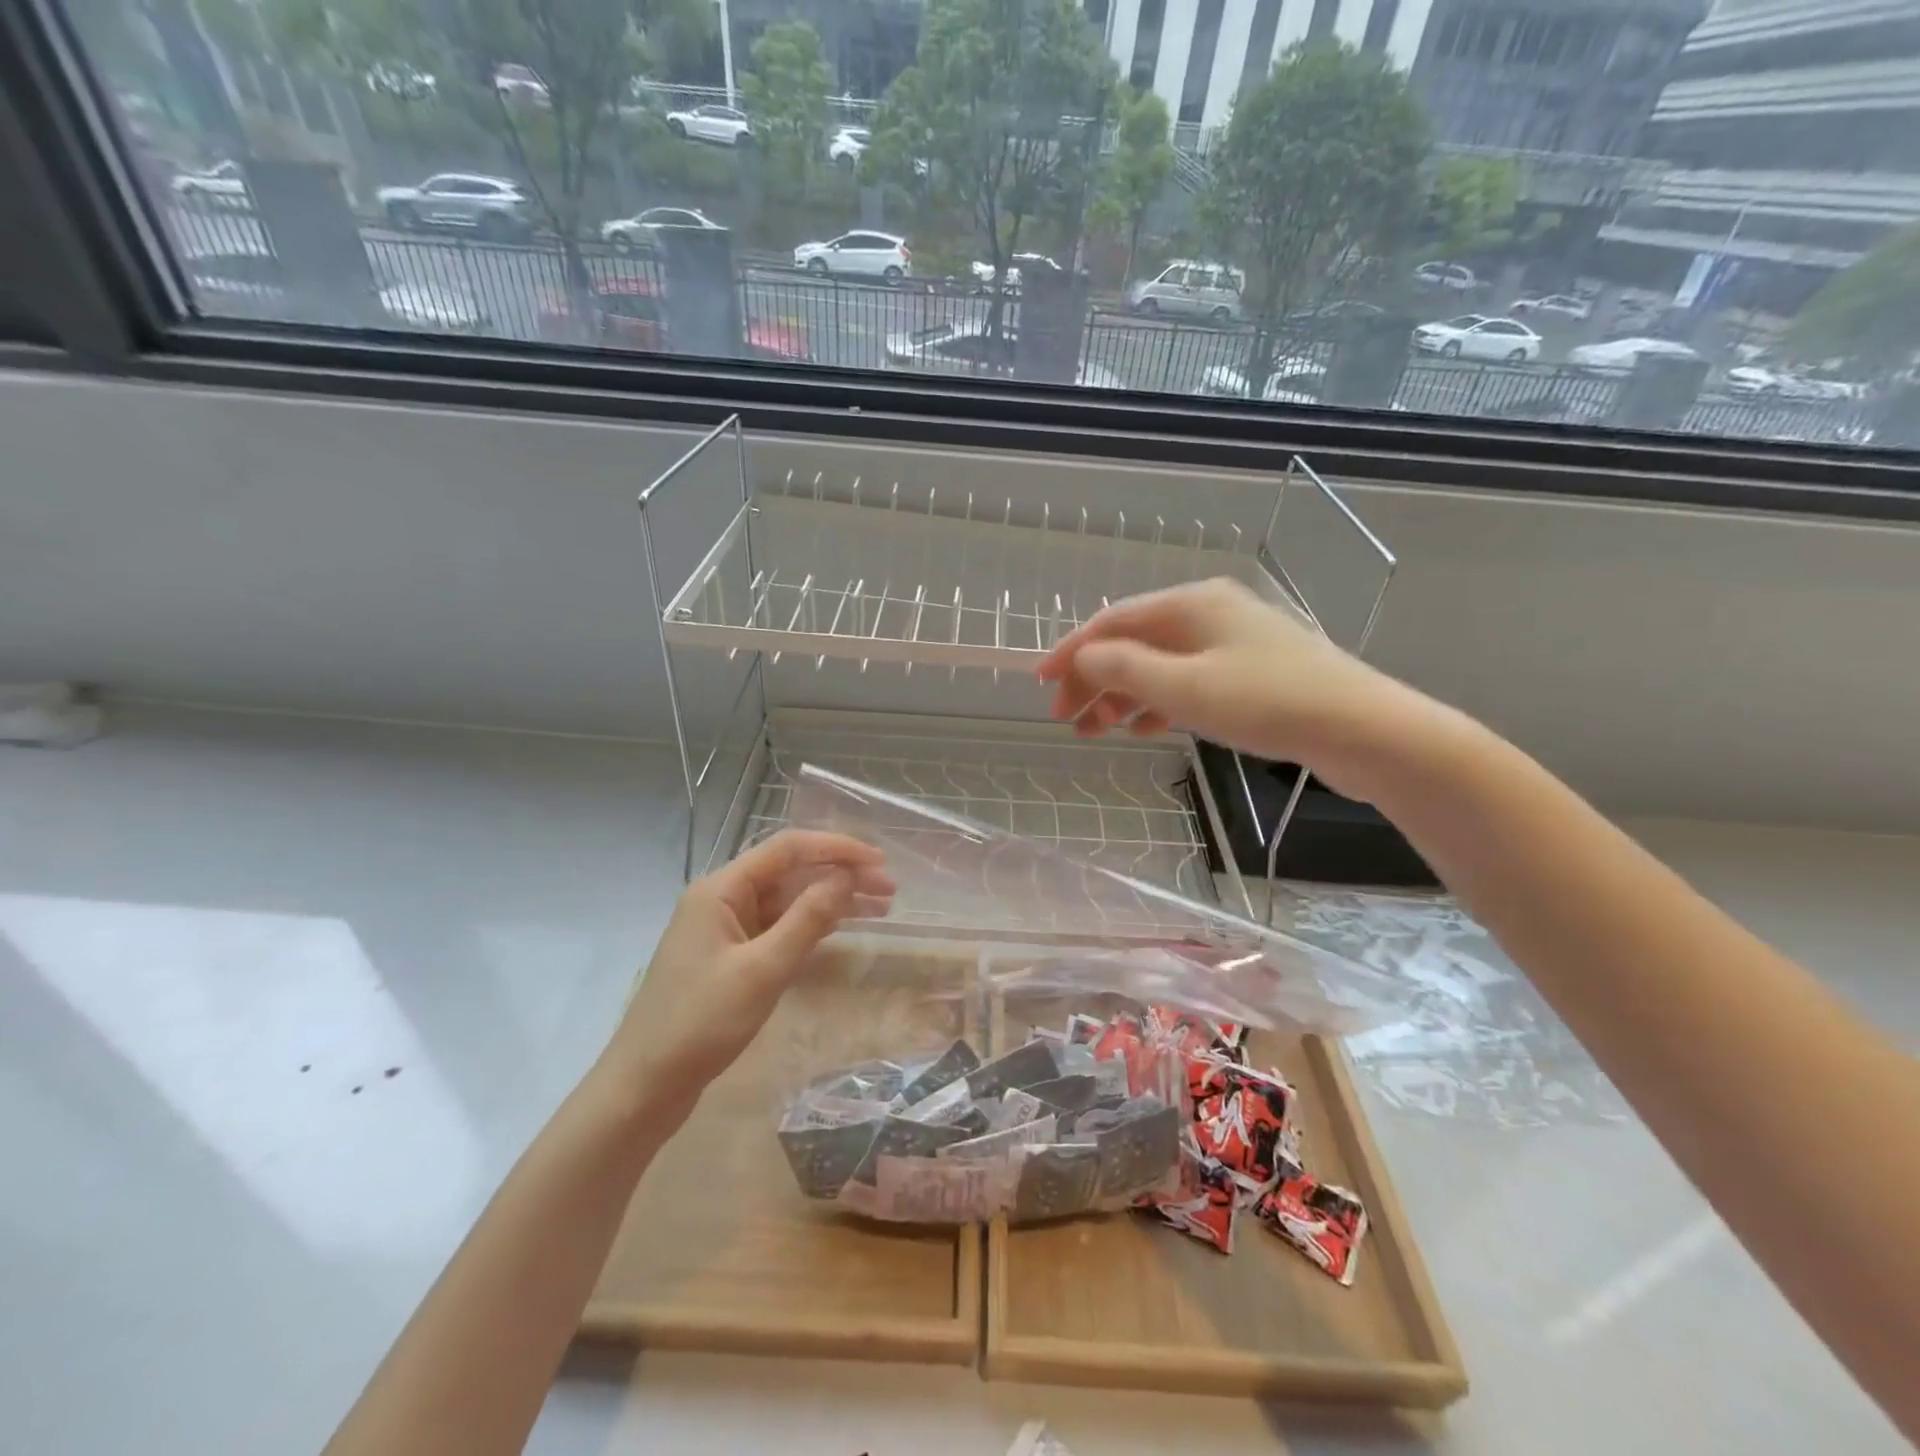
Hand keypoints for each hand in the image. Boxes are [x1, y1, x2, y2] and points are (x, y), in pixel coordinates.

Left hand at [605, 830, 893, 1104]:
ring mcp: (725, 928)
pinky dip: (812, 925)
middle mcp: (723, 899)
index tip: (879, 861)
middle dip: (840, 874)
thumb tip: (845, 878)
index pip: (788, 849)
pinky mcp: (730, 956)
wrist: (645, 1086)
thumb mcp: (762, 970)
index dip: (837, 848)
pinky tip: (841, 928)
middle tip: (889, 890)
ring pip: (787, 900)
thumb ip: (807, 919)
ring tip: (880, 907)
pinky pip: (778, 927)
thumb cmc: (701, 1023)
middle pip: (790, 872)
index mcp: (722, 890)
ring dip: (831, 899)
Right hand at [1037, 578, 1414, 800]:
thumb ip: (1124, 668)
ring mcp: (1232, 644)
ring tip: (1094, 732)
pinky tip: (1143, 729)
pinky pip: (1186, 683)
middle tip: (1066, 719)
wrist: (1364, 730)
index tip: (1041, 684)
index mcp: (1192, 603)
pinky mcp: (1250, 675)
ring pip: (1158, 666)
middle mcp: (1209, 614)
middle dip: (1094, 679)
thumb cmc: (1268, 701)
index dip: (1071, 651)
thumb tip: (1082, 657)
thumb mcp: (1184, 686)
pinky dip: (1157, 704)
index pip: (1113, 621)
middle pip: (1133, 642)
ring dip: (1121, 696)